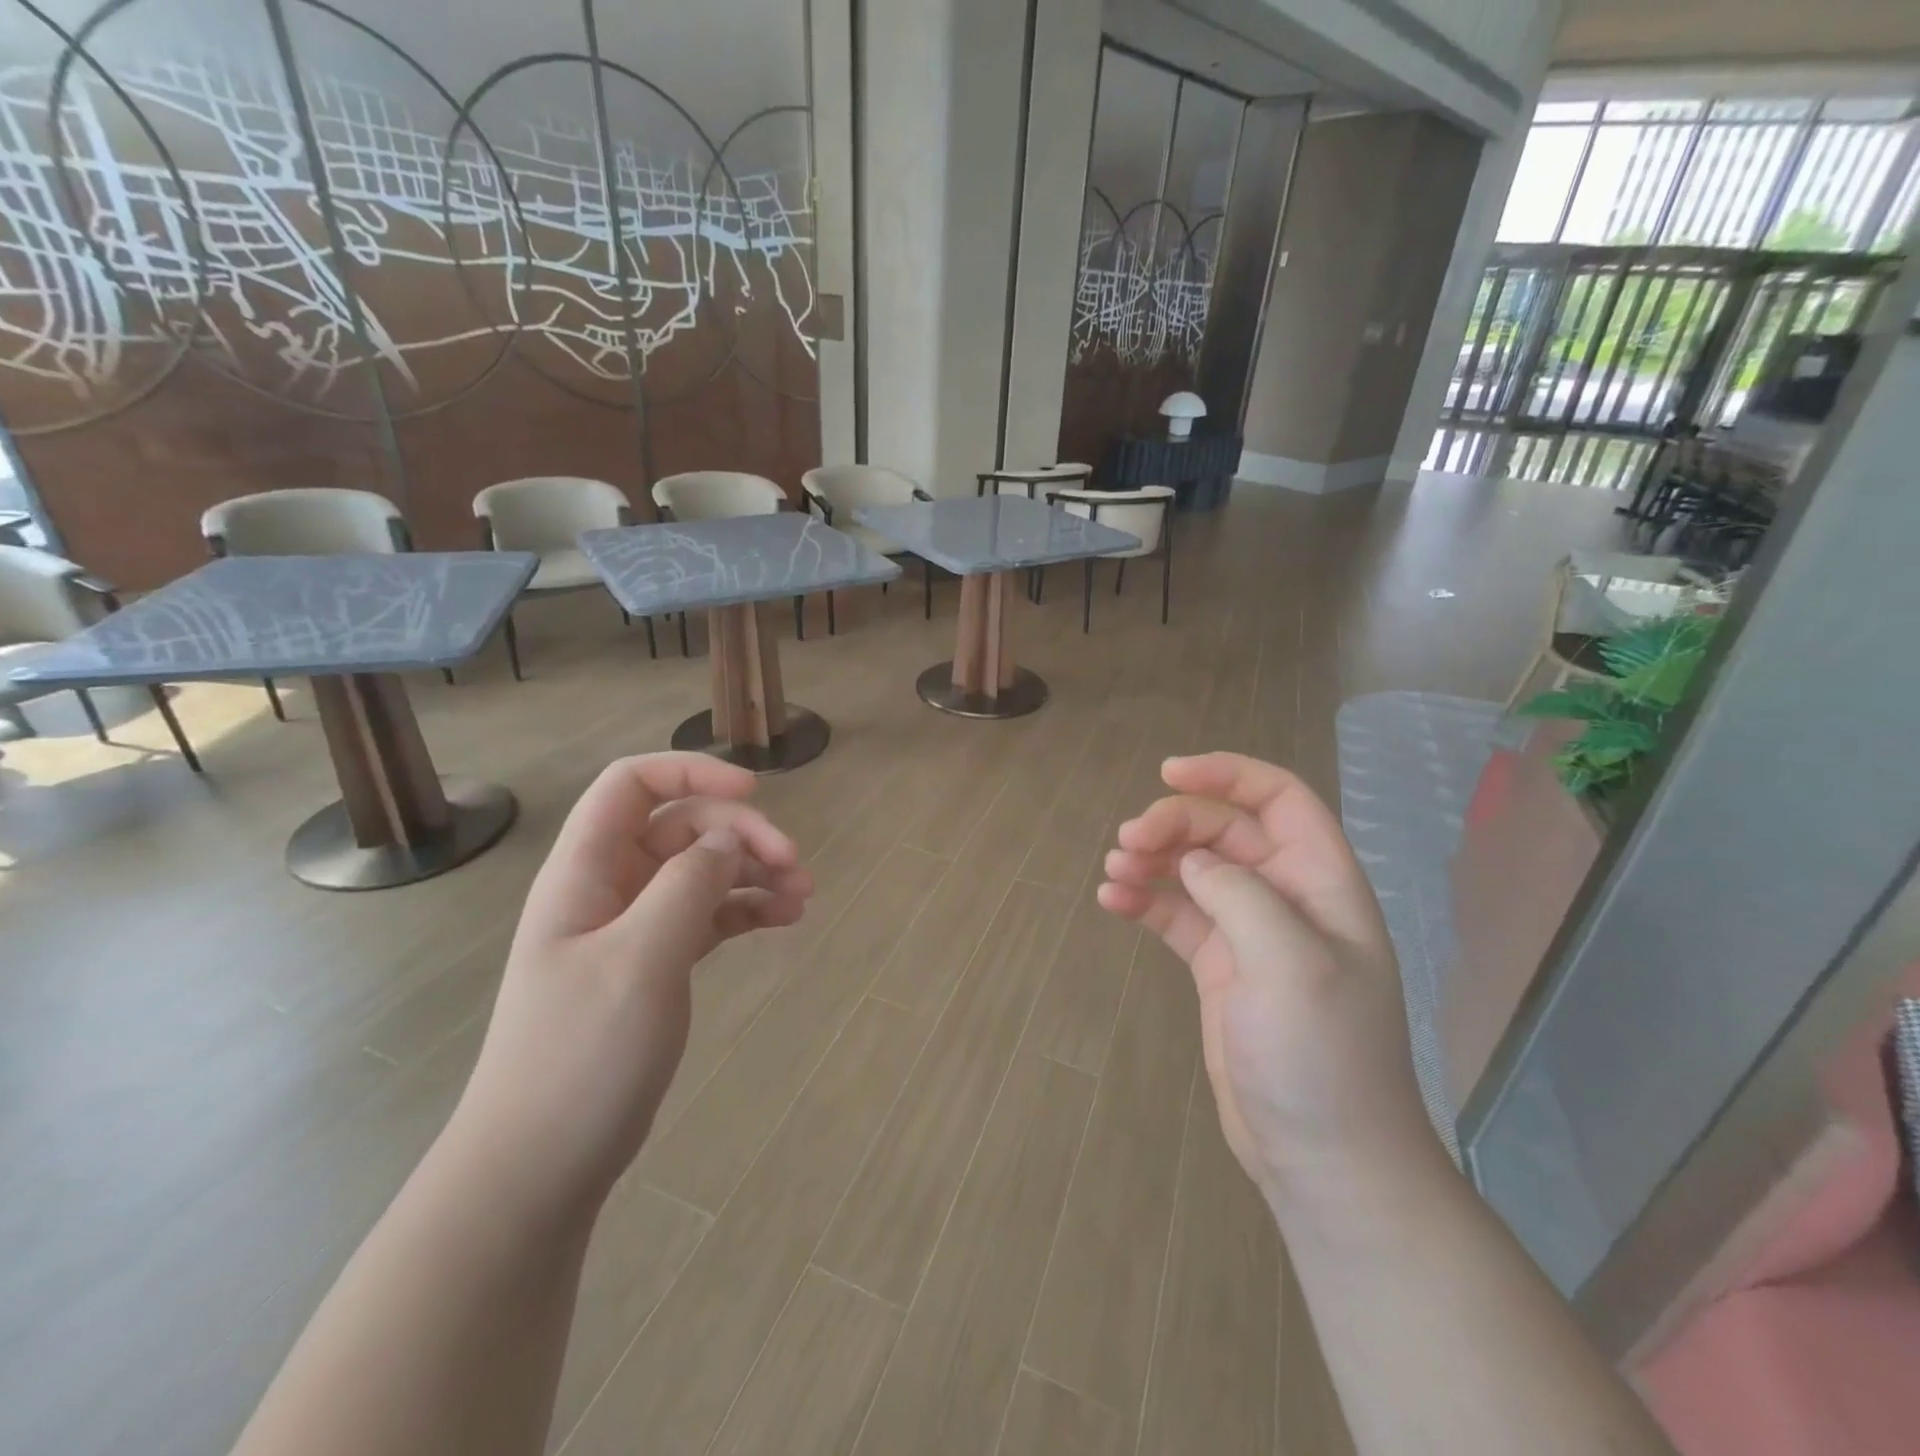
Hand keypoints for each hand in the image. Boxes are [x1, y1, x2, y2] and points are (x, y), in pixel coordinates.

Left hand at [447, 753, 812, 1220]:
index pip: (632, 785)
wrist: (538, 1166)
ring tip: (804, 897)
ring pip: (701, 872)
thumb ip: (688, 886)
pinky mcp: (654, 964)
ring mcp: (632, 928)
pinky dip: (746, 910)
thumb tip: (730, 839)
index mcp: (585, 872)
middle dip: (742, 834)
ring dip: (753, 873)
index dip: (691, 772)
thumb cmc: (580, 1055)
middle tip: (796, 865)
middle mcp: (608, 888)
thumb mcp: (640, 960)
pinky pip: (707, 916)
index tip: (755, 792)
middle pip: (682, 827)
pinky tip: (784, 921)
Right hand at [1098, 752, 1439, 1199]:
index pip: (1278, 799)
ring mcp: (1249, 933)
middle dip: (1174, 825)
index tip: (1168, 773)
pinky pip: (1175, 915)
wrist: (1323, 1157)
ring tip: (1115, 872)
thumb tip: (1194, 860)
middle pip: (1224, 831)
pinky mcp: (1218, 967)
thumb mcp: (1290, 962)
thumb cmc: (1321, 1055)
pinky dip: (1144, 901)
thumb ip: (1240, 894)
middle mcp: (1285, 898)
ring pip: (1194, 870)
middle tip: (1127, 842)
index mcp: (1321, 883)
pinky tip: (1112, 902)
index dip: (1227, 774)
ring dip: (1152, 860)